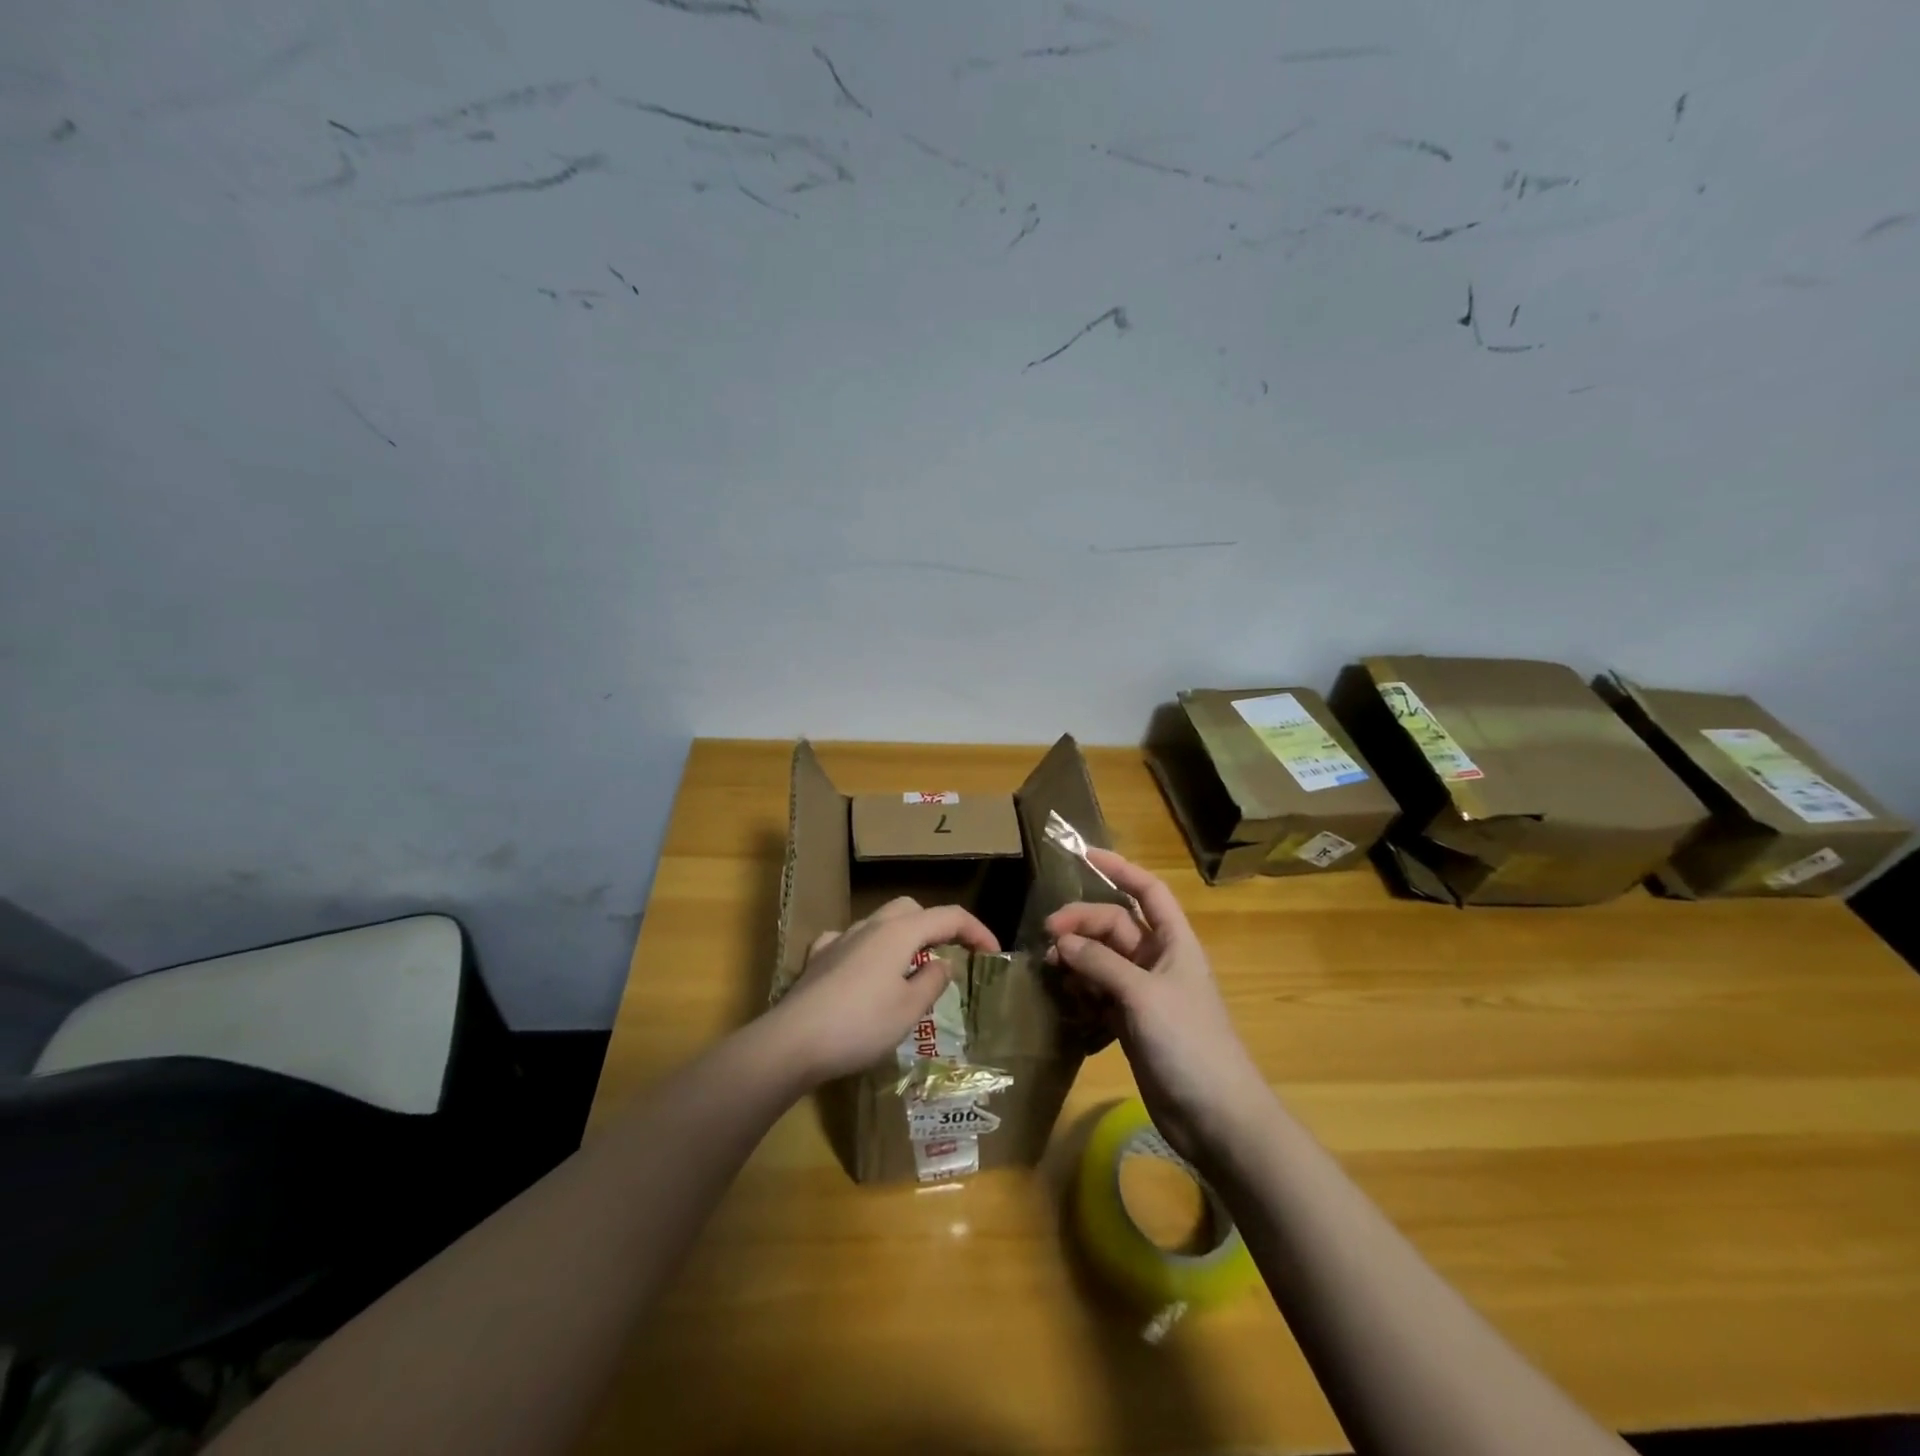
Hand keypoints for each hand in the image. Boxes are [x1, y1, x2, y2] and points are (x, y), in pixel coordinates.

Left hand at [765, 898, 999, 1085]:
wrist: (793, 1042)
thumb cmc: (860, 1025)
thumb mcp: (909, 1010)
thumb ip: (932, 981)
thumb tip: (942, 963)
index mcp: (900, 932)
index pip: (949, 917)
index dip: (976, 931)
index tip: (993, 953)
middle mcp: (870, 926)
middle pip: (911, 909)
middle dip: (936, 926)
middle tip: (951, 955)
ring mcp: (840, 939)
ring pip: (879, 922)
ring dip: (902, 937)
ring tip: (910, 969)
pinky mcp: (817, 959)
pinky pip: (849, 940)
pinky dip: (865, 949)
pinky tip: (862, 970)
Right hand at [1044, 850, 1267, 1164]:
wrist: (1216, 1118)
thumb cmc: (1189, 1044)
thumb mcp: (1143, 995)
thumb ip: (1101, 963)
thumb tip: (1064, 942)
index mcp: (1174, 943)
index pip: (1147, 892)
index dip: (1119, 869)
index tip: (1083, 855)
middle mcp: (1158, 961)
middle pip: (1115, 926)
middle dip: (1082, 924)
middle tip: (1048, 935)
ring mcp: (1144, 994)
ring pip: (1103, 960)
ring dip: (1077, 959)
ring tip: (1051, 968)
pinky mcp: (1131, 1024)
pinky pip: (1099, 994)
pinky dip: (1081, 992)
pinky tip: (1063, 999)